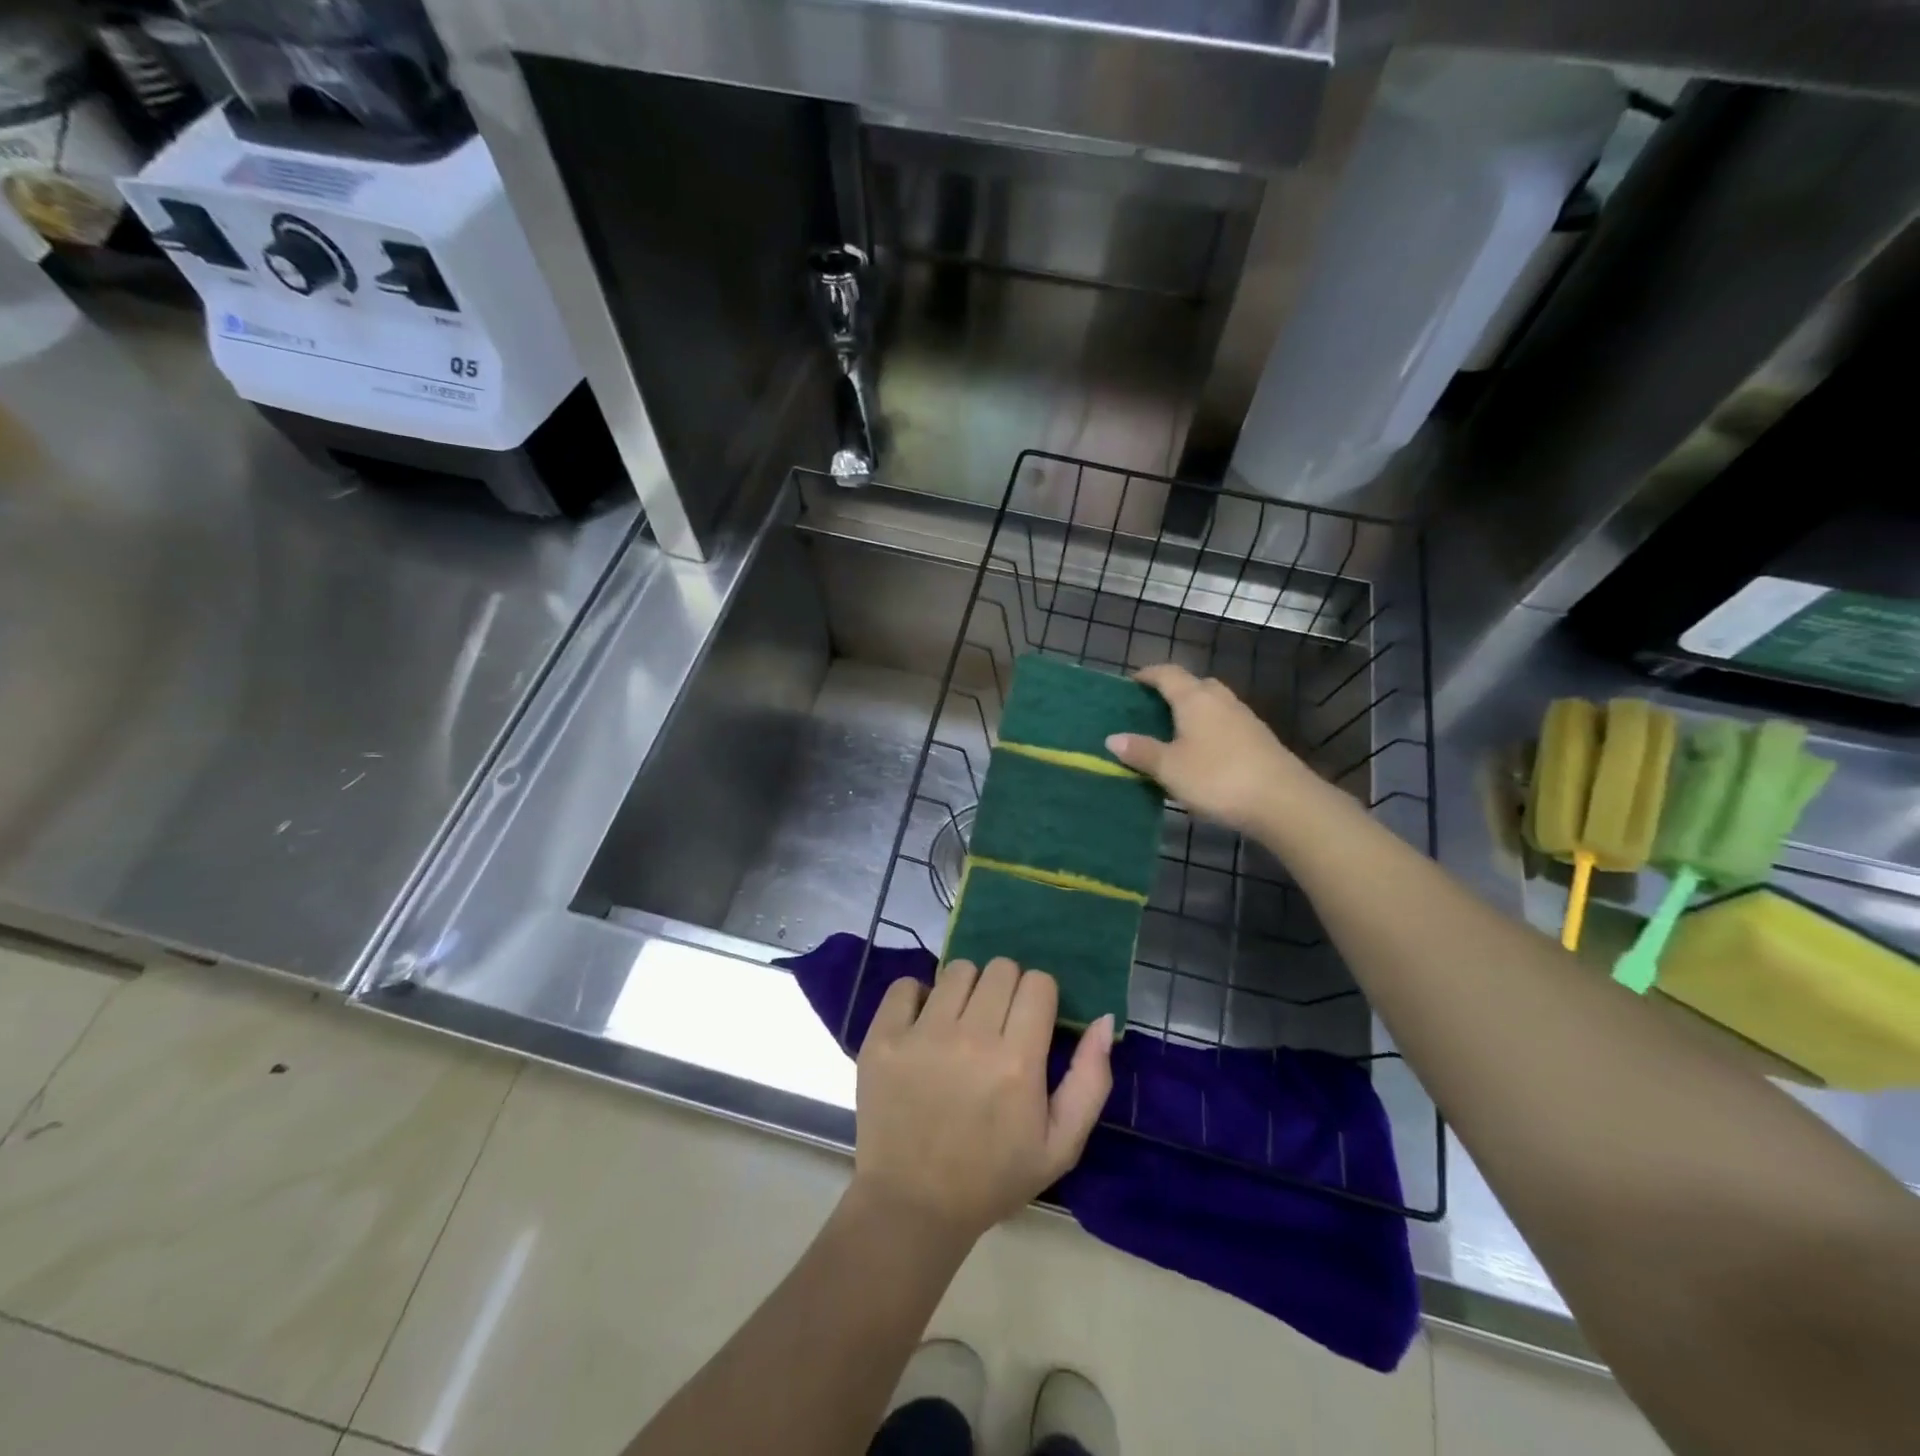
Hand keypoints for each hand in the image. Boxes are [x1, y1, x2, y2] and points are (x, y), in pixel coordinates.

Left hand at [853, 958, 1113, 1244]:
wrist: (913, 1205)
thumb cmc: (993, 1176)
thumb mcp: (1061, 1145)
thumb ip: (1090, 1080)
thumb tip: (1104, 1018)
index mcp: (1017, 1062)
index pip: (1038, 982)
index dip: (1040, 998)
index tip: (1031, 1022)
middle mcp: (970, 1038)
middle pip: (1000, 968)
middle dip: (1006, 990)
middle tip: (997, 1025)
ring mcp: (921, 1035)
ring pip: (957, 970)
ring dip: (966, 990)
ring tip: (960, 1024)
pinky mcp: (882, 1038)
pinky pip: (906, 985)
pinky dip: (917, 997)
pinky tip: (922, 1026)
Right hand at [1106, 663, 1315, 833]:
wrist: (1282, 801)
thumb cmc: (1217, 777)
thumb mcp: (1170, 768)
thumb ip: (1141, 751)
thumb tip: (1112, 738)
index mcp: (1195, 698)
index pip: (1167, 674)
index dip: (1148, 675)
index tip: (1132, 682)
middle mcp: (1220, 700)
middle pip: (1195, 685)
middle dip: (1173, 691)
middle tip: (1152, 709)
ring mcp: (1244, 718)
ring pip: (1213, 704)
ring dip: (1194, 712)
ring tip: (1174, 732)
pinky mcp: (1259, 739)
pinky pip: (1226, 724)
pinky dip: (1210, 730)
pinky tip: (1203, 753)